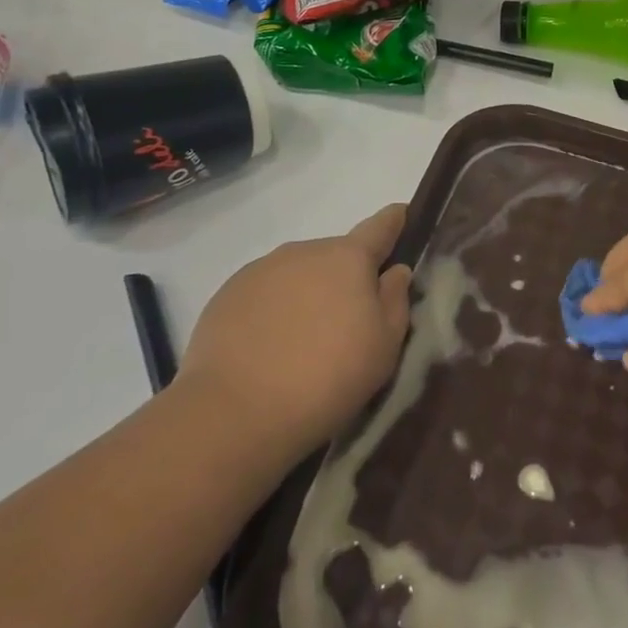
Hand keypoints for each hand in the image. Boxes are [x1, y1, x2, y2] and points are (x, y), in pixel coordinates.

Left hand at [178, 204, 412, 453]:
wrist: (234, 413)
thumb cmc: (327, 377)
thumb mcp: (384, 347)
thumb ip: (395, 301)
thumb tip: (394, 271)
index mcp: (348, 258)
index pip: (379, 227)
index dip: (394, 220)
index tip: (401, 214)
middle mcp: (304, 251)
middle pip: (336, 256)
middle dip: (345, 278)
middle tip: (347, 322)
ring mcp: (261, 270)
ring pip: (298, 274)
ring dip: (307, 294)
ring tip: (303, 342)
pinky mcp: (226, 295)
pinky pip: (264, 295)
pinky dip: (273, 311)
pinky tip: (269, 349)